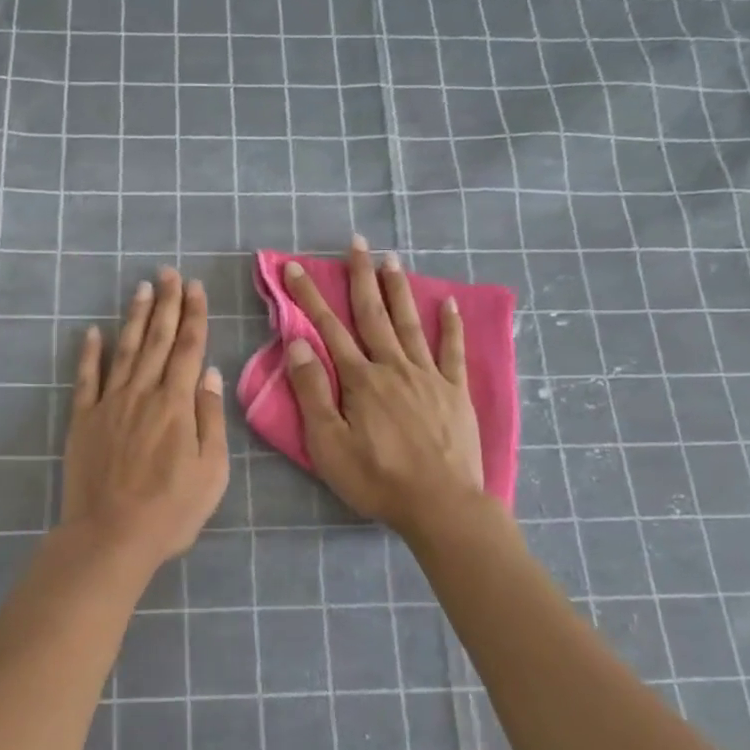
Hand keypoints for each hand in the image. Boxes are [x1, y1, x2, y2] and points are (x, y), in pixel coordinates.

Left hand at [61, 267, 229, 566]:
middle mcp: (143, 393)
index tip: (195, 287)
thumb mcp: (211, 470)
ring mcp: (109, 404)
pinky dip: (90, 353)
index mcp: (177, 404)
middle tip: (169, 273)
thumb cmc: (171, 510)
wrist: (111, 535)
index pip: (189, 348)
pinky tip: (93, 331)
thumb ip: (211, 418)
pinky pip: (86, 378)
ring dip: (135, 317)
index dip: (194, 315)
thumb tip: (211, 374)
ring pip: (125, 349)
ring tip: (142, 288)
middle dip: (166, 303)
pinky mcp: (83, 420)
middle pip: (158, 339)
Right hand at [283, 236, 486, 539]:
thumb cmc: (377, 479)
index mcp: (360, 380)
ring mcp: (429, 377)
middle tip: (356, 243)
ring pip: (410, 323)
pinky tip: (448, 303)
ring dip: (398, 290)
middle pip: (373, 314)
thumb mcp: (328, 443)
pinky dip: (450, 326)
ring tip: (392, 259)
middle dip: (360, 277)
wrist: (440, 505)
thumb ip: (312, 392)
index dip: (309, 297)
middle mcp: (394, 367)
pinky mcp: (455, 392)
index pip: (328, 328)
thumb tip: (298, 344)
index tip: (294, 267)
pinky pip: (453, 351)